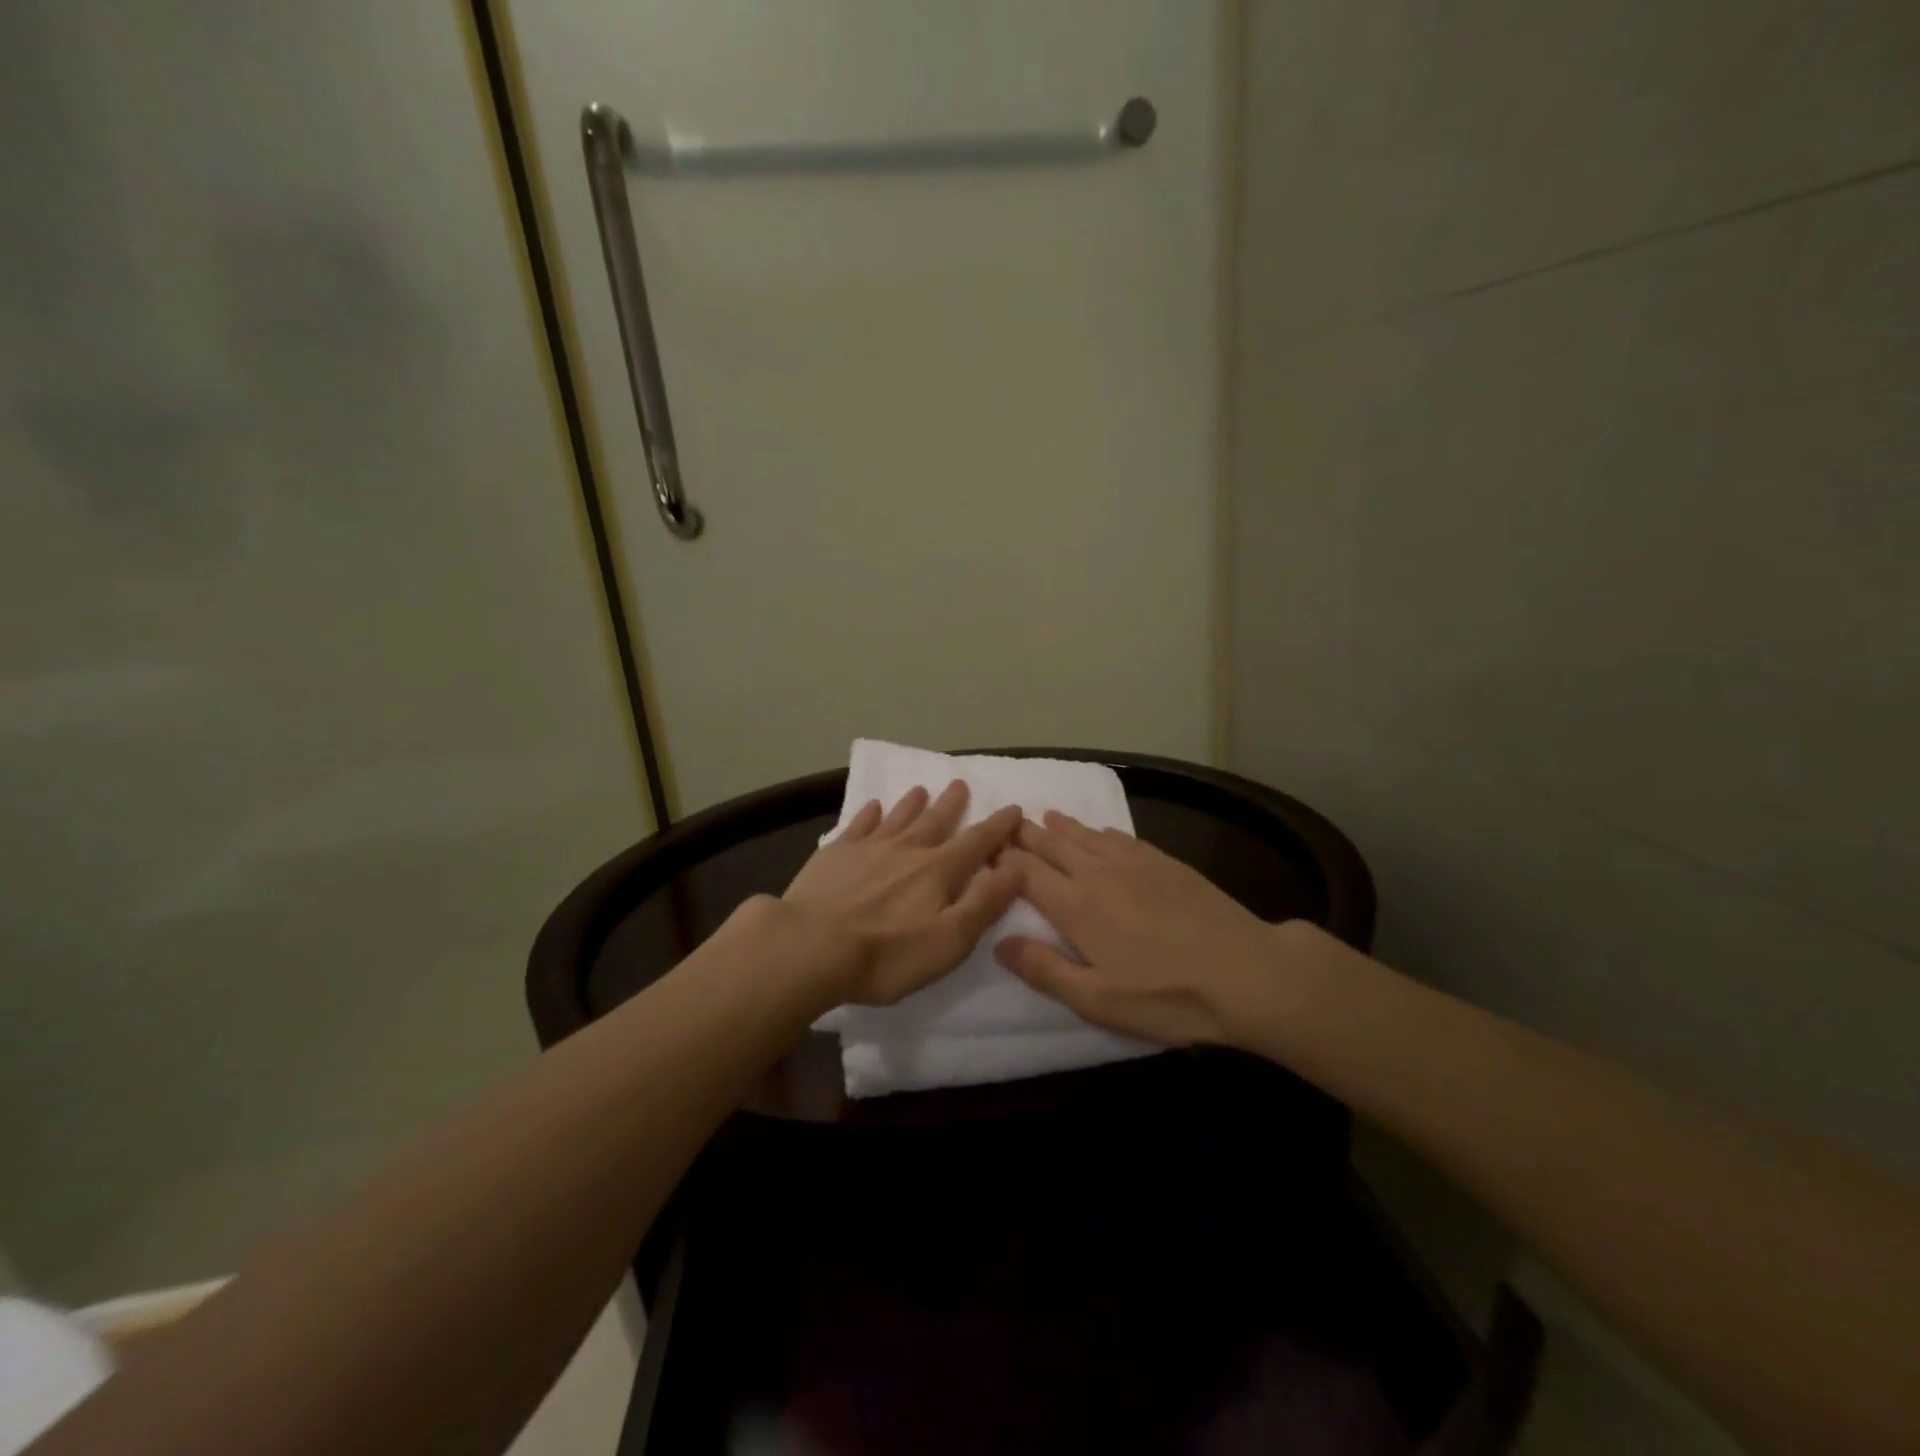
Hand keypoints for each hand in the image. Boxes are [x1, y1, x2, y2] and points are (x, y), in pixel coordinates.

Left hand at [782, 780, 1023, 1007]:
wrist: (810, 947)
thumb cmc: (887, 955)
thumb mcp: (950, 940)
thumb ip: (984, 902)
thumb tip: (1017, 866)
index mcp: (938, 870)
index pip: (976, 842)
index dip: (998, 827)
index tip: (1014, 808)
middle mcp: (906, 850)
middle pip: (935, 821)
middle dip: (952, 804)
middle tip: (960, 784)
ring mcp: (867, 848)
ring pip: (897, 818)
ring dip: (912, 804)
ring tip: (921, 789)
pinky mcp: (834, 855)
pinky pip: (858, 825)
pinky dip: (869, 814)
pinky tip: (873, 807)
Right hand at [995, 812, 1325, 1047]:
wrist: (1246, 971)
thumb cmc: (1167, 995)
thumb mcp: (1098, 1000)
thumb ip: (1045, 970)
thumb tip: (1000, 943)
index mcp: (1076, 906)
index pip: (1027, 872)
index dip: (1002, 860)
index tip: (983, 850)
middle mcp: (1099, 874)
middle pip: (1053, 845)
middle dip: (1026, 834)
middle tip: (1005, 822)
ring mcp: (1135, 863)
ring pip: (1087, 835)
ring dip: (1061, 826)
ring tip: (1045, 816)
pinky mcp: (1166, 863)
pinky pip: (1122, 837)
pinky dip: (1101, 831)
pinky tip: (1100, 831)